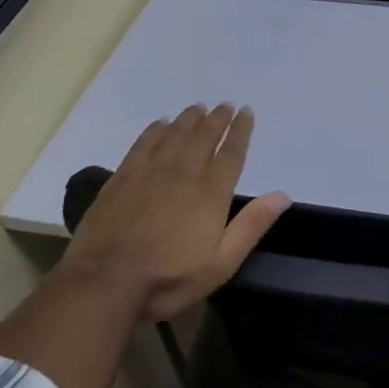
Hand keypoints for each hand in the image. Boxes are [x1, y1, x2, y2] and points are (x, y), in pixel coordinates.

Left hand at [62, 104, 289, 321]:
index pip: (231, 153)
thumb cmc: (170, 278)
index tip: (246, 112)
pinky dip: (156, 130)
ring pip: (175, 135)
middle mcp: (184, 173)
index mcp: (211, 193)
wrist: (106, 282)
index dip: (241, 130)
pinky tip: (161, 123)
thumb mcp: (221, 263)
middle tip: (225, 105)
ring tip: (199, 107)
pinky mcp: (123, 177)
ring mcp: (151, 172)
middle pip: (204, 137)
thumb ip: (252, 226)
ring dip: (190, 119)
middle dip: (217, 119)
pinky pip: (144, 143)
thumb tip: (283, 195)